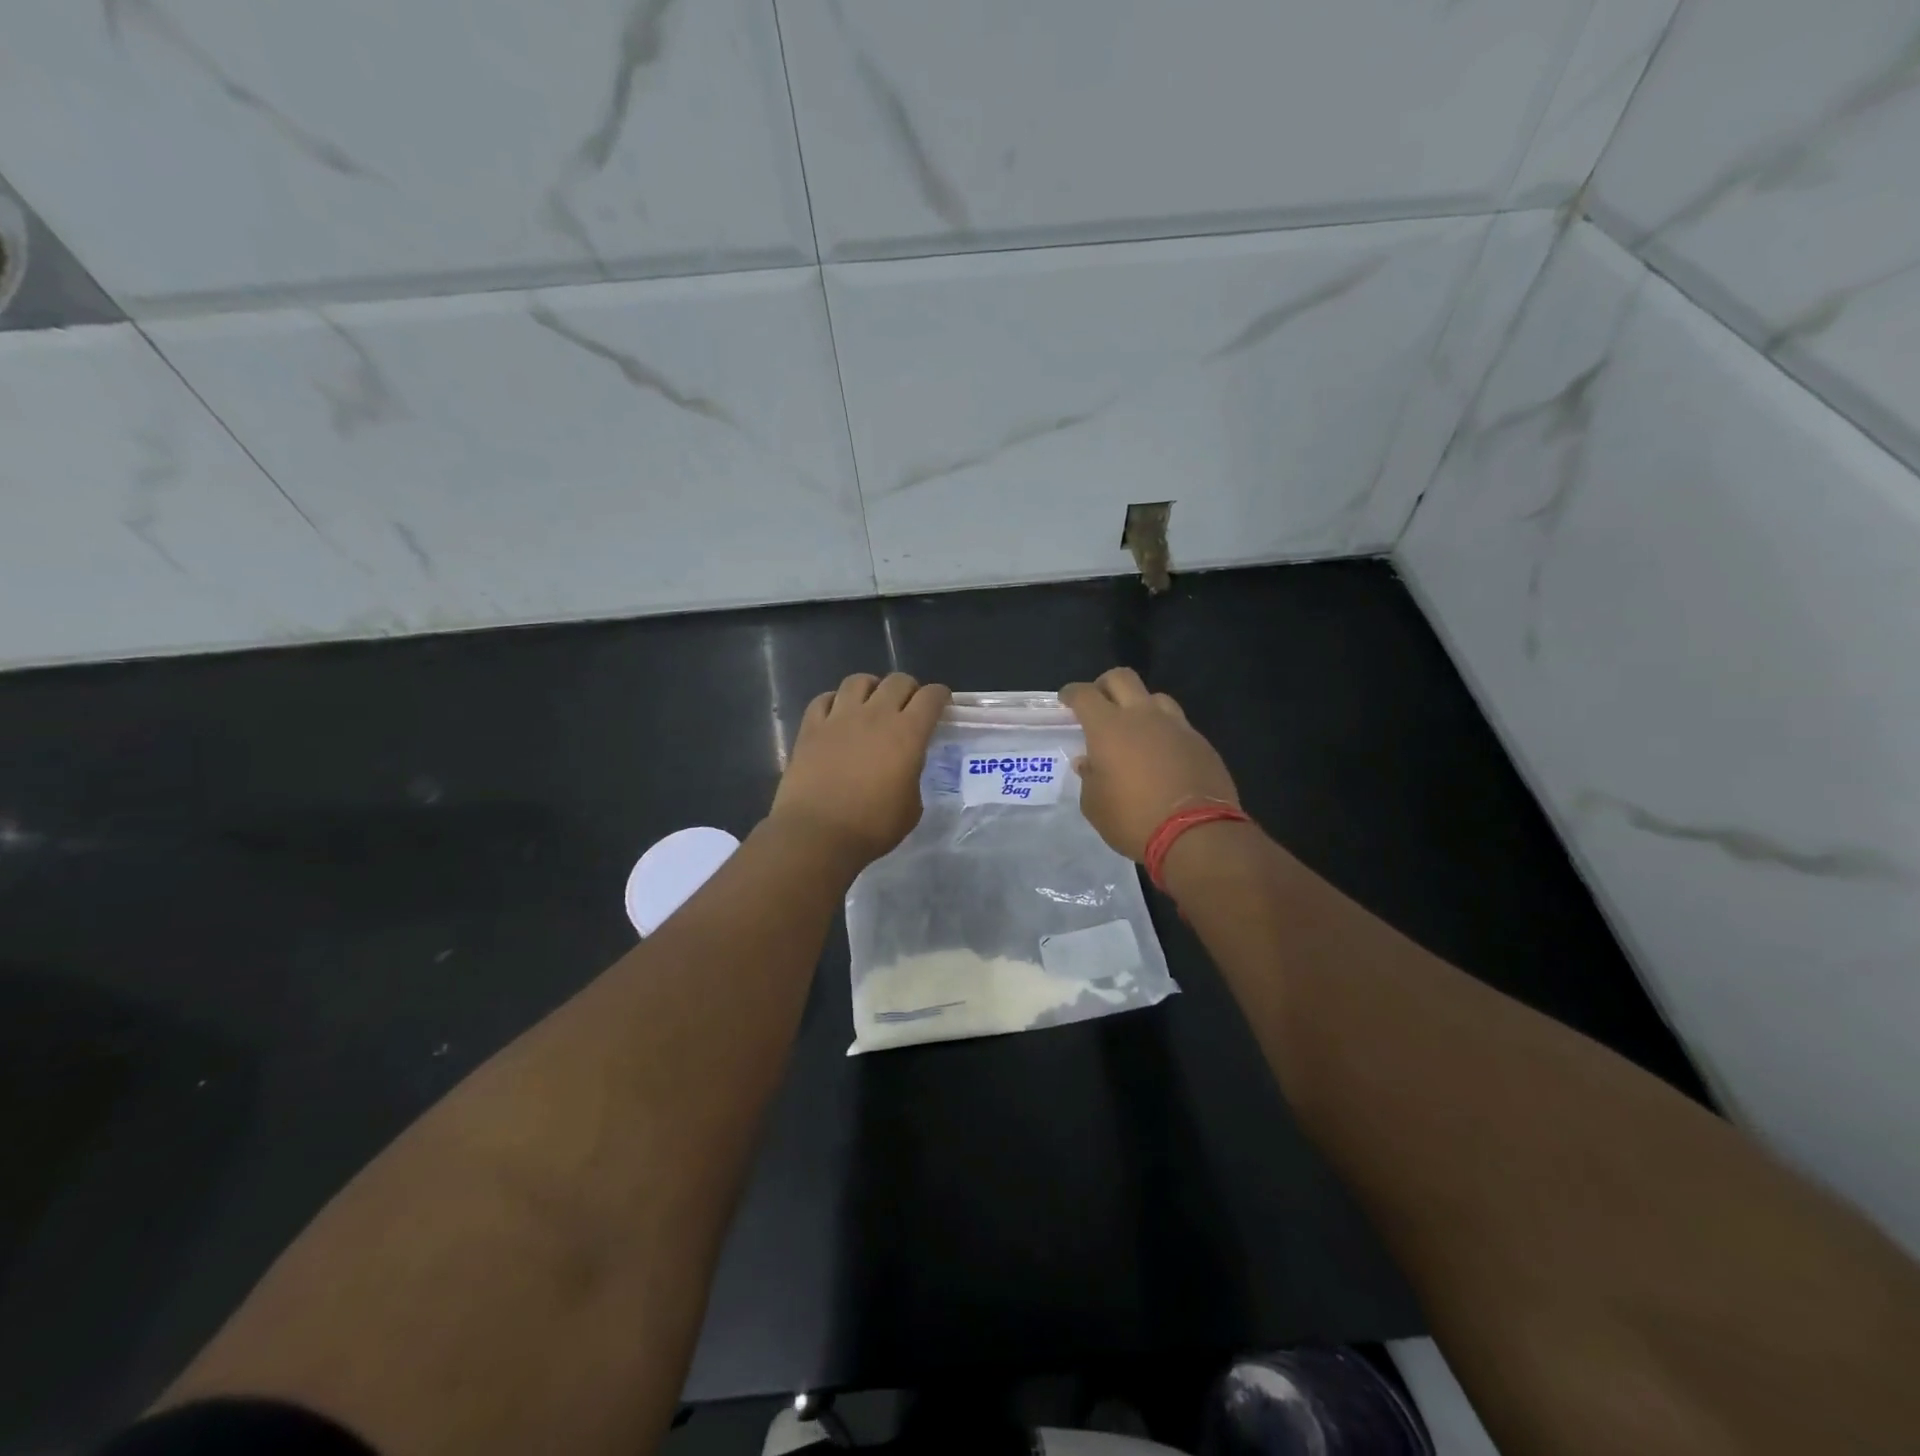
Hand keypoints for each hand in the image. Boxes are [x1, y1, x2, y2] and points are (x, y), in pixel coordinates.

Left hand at [769, 672, 949, 867]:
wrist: (817, 834)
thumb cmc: (872, 827)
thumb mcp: (911, 807)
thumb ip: (912, 776)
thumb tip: (904, 767)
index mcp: (907, 734)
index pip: (931, 697)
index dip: (940, 696)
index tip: (942, 705)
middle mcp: (875, 715)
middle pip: (897, 681)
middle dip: (909, 689)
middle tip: (908, 706)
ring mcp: (839, 717)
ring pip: (858, 681)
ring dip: (871, 688)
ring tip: (871, 703)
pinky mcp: (810, 727)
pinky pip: (824, 699)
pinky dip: (834, 702)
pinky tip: (837, 715)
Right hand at [1060, 667, 1240, 861]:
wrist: (1195, 834)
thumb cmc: (1133, 819)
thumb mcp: (1095, 805)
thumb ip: (1089, 777)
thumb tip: (1089, 762)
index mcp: (1108, 727)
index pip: (1084, 694)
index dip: (1071, 693)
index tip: (1066, 700)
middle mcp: (1142, 716)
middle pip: (1121, 678)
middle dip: (1105, 685)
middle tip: (1099, 703)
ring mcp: (1176, 726)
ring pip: (1154, 697)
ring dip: (1140, 706)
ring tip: (1135, 729)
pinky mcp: (1200, 742)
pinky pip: (1177, 724)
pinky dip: (1164, 731)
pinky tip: (1161, 754)